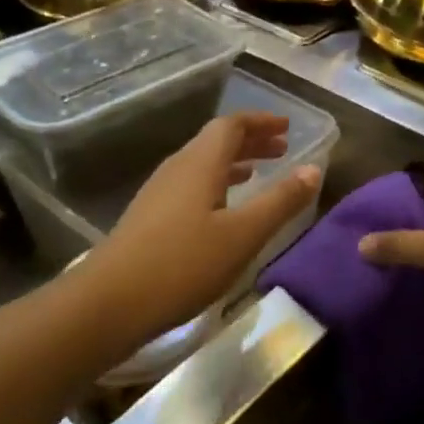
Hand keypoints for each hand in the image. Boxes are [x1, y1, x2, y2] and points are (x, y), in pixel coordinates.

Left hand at [91, 112, 322, 338]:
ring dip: (234, 163)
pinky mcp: (149, 217)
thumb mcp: (243, 234)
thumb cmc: (183, 264)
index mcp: (200, 163)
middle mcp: (178, 168)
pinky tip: (223, 209)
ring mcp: (159, 192)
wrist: (110, 302)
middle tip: (281, 148)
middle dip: (251, 141)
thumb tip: (313, 169)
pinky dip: (216, 184)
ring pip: (203, 163)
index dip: (261, 122)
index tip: (287, 127)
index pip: (232, 124)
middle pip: (216, 141)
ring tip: (259, 173)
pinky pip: (191, 185)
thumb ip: (280, 201)